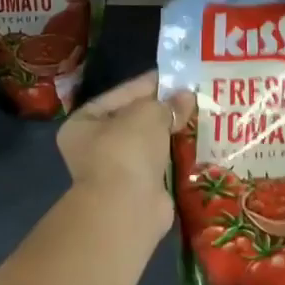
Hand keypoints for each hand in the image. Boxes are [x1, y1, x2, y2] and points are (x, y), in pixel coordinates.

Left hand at [57, 71, 189, 235]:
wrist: (127, 207)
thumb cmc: (126, 150)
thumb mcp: (147, 114)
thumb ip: (167, 103)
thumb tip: (187, 96)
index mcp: (83, 123)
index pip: (120, 95)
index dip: (149, 84)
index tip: (177, 77)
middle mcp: (95, 147)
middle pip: (134, 120)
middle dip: (163, 110)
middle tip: (193, 96)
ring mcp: (117, 170)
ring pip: (149, 143)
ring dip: (171, 133)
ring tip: (200, 116)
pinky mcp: (139, 189)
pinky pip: (160, 164)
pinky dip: (176, 155)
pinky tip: (197, 143)